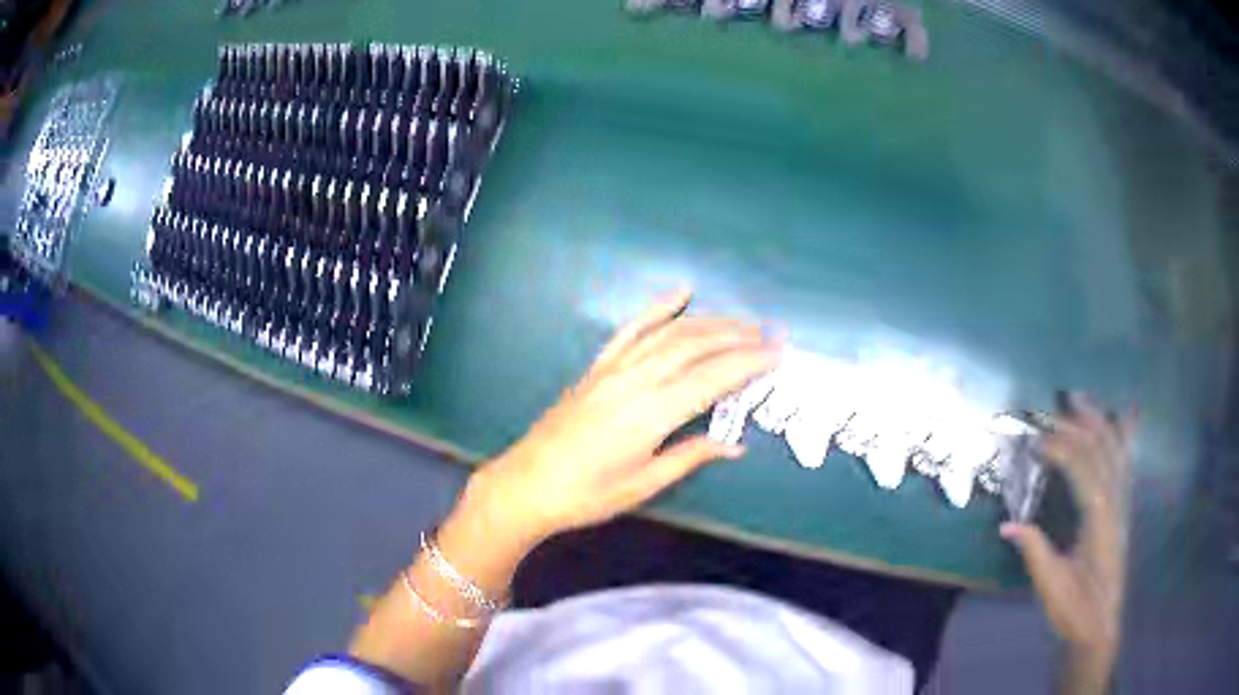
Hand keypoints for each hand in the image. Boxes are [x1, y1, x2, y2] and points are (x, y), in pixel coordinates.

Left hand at [466, 289, 781, 544]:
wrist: (527, 484)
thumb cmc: (587, 494)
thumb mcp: (644, 485)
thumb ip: (690, 457)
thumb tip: (734, 445)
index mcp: (652, 414)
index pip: (713, 379)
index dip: (749, 363)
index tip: (778, 354)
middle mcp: (636, 381)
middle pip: (696, 346)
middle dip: (739, 337)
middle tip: (771, 334)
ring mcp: (613, 369)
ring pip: (670, 333)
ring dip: (710, 323)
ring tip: (742, 322)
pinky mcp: (597, 367)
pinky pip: (631, 329)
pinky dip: (657, 308)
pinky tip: (679, 293)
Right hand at [1000, 393, 1135, 662]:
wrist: (1099, 625)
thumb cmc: (1075, 609)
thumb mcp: (1051, 586)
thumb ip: (1035, 551)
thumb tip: (1006, 523)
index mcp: (1099, 522)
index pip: (1085, 472)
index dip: (1063, 450)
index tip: (1038, 442)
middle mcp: (1115, 504)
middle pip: (1101, 452)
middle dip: (1078, 426)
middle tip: (1053, 409)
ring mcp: (1122, 504)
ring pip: (1115, 451)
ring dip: (1099, 421)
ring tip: (1081, 398)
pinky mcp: (1122, 508)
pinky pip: (1124, 463)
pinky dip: (1124, 436)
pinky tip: (1125, 416)